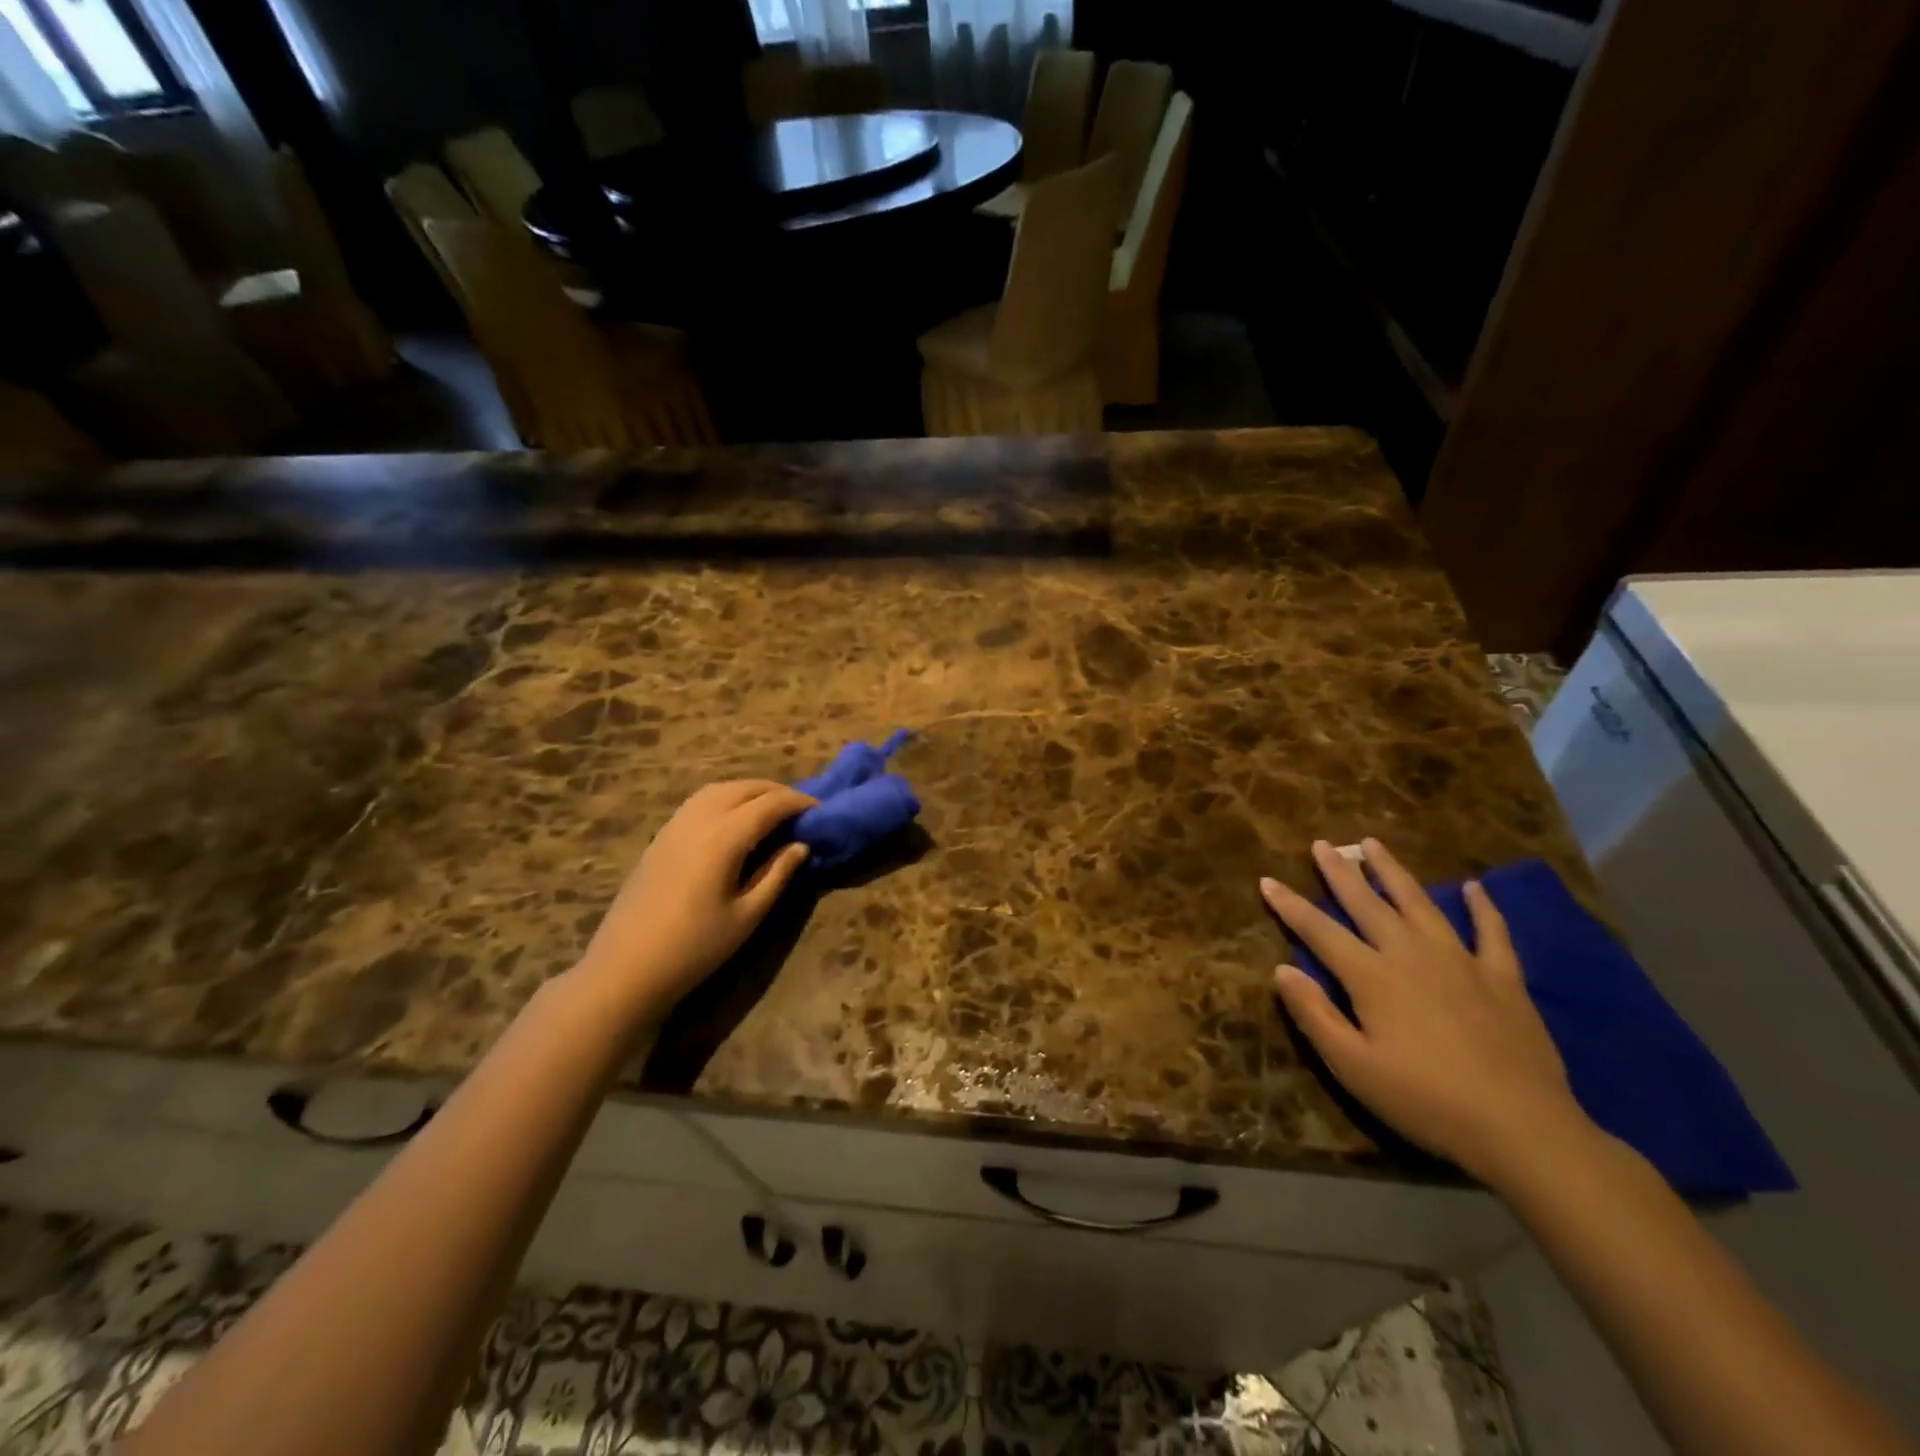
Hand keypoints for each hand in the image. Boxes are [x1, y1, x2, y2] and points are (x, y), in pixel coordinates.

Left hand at [575, 780, 815, 1017]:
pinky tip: (735, 819)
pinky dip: (727, 797)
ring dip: (751, 790)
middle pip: (745, 788)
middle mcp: (699, 819)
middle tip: (801, 810)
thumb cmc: (694, 947)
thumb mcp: (747, 915)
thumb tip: (801, 845)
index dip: (799, 803)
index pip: (770, 805)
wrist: (626, 968)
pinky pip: (700, 800)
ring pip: (720, 788)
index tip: (821, 812)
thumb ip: (777, 874)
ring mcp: (675, 824)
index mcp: (724, 837)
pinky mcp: (661, 835)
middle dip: (777, 792)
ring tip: (771, 810)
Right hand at [1261, 838, 1595, 1188]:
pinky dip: (1482, 907)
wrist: (1523, 1129)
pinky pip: (1491, 932)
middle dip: (1340, 873)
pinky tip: (1474, 888)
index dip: (1290, 905)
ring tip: (1373, 845)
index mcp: (1372, 976)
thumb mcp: (1353, 1067)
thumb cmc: (1426, 1101)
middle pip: (1367, 904)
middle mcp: (1411, 955)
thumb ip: (1314, 1014)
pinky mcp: (1502, 979)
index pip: (1319, 931)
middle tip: (1322, 844)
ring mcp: (1460, 962)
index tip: (1267, 880)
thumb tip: (1282, 968)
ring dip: (1393, 872)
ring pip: (1419, 904)